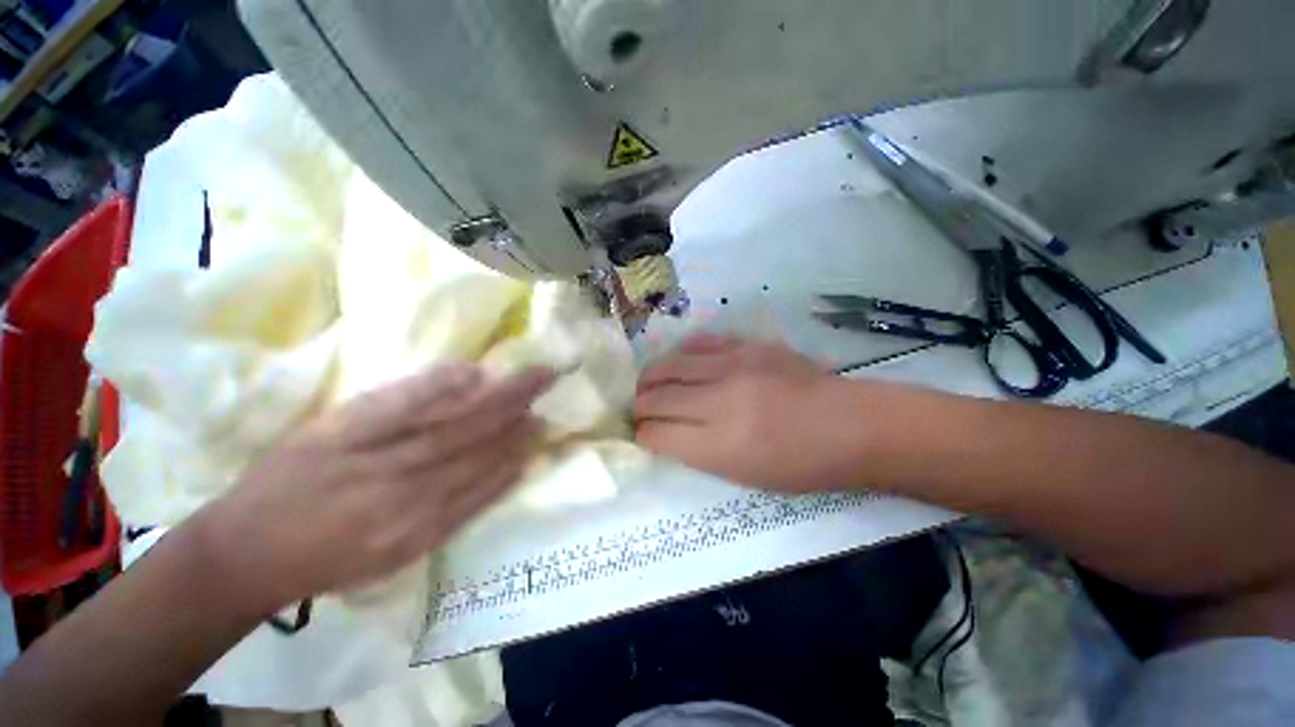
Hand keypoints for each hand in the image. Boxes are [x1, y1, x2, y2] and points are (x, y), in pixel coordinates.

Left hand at [196, 365, 553, 611]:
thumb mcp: (371, 564)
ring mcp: (370, 463)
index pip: (470, 498)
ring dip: (488, 405)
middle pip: (465, 456)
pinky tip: (467, 376)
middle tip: (550, 397)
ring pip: (441, 430)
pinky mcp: (339, 433)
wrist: (251, 550)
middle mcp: (402, 501)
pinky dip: (435, 390)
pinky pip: (395, 407)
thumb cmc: (311, 565)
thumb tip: (447, 497)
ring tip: (526, 380)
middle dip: (511, 427)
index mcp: (410, 539)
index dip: (507, 470)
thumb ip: (412, 529)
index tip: (538, 445)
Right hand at [636, 335, 865, 492]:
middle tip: (637, 412)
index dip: (641, 435)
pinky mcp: (749, 346)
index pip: (656, 433)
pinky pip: (701, 344)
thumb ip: (701, 453)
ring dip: (653, 378)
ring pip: (671, 364)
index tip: (640, 436)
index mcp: (719, 445)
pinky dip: (683, 355)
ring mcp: (735, 366)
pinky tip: (681, 362)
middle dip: (640, 407)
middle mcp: (720, 400)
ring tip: (650, 386)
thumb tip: (668, 435)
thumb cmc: (803, 467)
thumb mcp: (745, 476)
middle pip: (657, 396)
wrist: (850, 427)